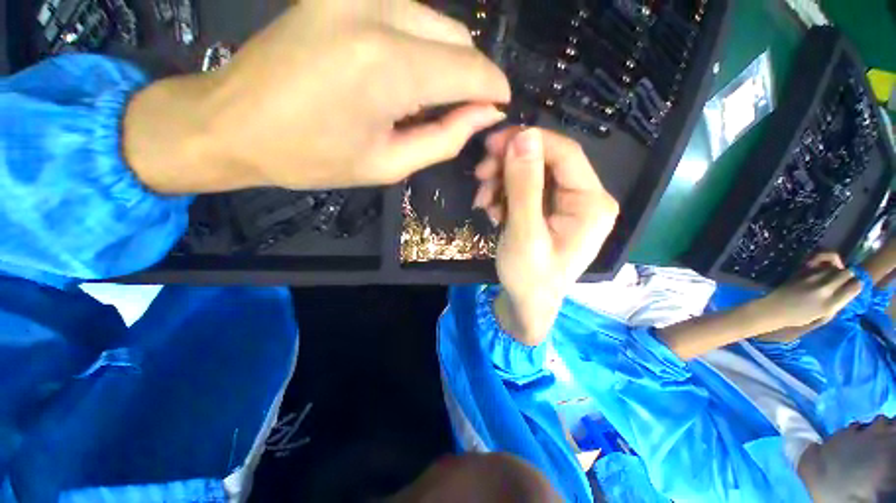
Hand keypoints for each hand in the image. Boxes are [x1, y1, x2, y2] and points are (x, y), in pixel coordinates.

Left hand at [124, 0, 509, 193]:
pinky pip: (406, 13)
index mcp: (389, 69)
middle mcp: (377, 12)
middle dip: (471, 76)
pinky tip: (403, 76)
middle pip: (458, 37)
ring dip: (446, 60)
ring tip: (427, 99)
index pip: (471, 70)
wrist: (234, 122)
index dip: (494, 90)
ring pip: (436, 21)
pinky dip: (420, 45)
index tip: (499, 109)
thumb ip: (445, 138)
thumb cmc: (312, 157)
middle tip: (460, 113)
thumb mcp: (388, 164)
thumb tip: (485, 115)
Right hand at [474, 127, 618, 344]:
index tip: (491, 144)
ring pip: (531, 174)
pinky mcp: (549, 211)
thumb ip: (524, 186)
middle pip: (545, 161)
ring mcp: (566, 204)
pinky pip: (525, 190)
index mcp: (592, 203)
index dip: (528, 141)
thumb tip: (523, 136)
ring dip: (501, 182)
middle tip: (479, 175)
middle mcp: (585, 198)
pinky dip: (504, 195)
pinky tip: (492, 212)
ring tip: (482, 203)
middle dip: (508, 165)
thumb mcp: (524, 233)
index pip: (565, 153)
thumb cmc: (529, 278)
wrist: (526, 305)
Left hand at [759, 266, 860, 329]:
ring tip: (833, 275)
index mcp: (831, 304)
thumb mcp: (824, 316)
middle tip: (844, 279)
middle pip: (847, 272)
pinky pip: (819, 259)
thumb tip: (849, 290)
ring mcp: (812, 278)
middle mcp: (824, 289)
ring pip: (834, 266)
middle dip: (848, 275)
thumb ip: (837, 302)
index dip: (856, 284)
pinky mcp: (801, 271)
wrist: (774, 309)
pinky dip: (825, 259)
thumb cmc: (799, 317)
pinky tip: (825, 264)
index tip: (853, 286)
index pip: (855, 286)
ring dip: (836, 269)